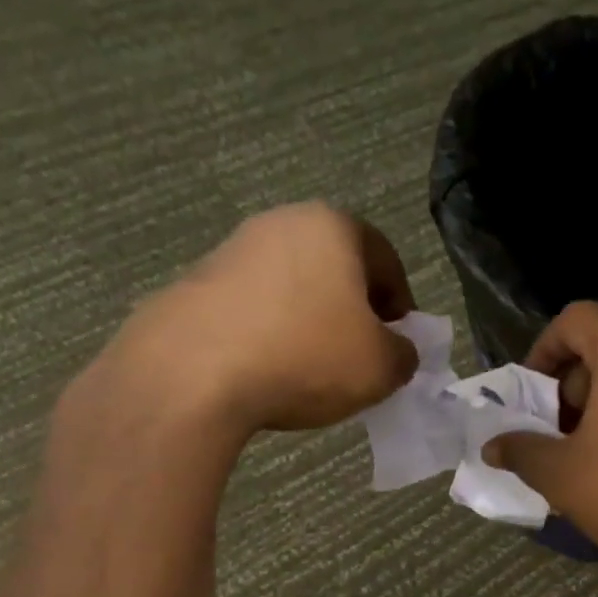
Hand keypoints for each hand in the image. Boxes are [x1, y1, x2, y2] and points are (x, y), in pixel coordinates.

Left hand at [93, 203, 420, 437]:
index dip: (402, 305)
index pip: (386, 260)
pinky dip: (270, 332)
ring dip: (311, 320)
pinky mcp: (195, 282)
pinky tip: (269, 369)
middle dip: (354, 310)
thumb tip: (395, 350)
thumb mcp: (383, 367)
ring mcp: (232, 249)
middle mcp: (282, 223)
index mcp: (334, 227)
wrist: (193, 374)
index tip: (399, 342)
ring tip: (312, 367)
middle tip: (360, 354)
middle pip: (337, 267)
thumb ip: (404, 354)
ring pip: (293, 285)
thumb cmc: (307, 356)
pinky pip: (253, 306)